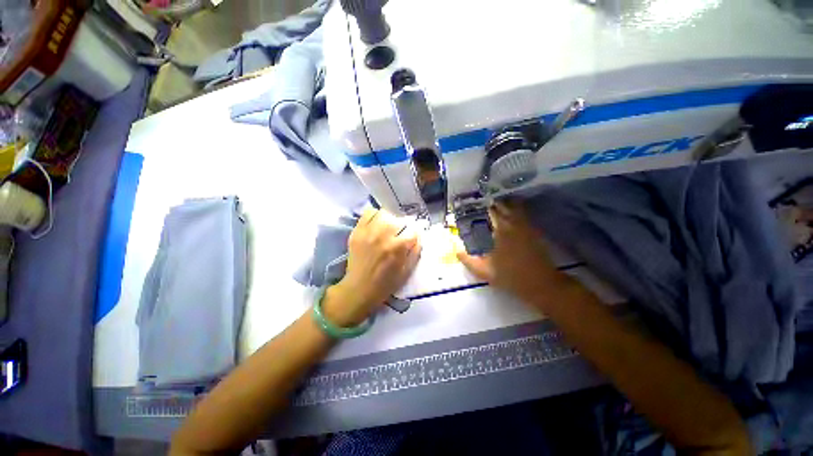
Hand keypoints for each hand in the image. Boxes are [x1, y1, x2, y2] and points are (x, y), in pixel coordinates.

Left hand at [324, 208, 420, 325]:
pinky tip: (376, 224)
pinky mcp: (357, 231)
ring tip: (388, 227)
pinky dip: (374, 215)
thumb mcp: (407, 271)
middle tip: (400, 234)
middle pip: (399, 219)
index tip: (412, 237)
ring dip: (390, 219)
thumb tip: (418, 235)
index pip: (413, 230)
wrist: (359, 289)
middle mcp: (383, 236)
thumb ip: (415, 251)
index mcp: (398, 247)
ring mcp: (368, 232)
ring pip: (384, 213)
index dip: (414, 234)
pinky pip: (368, 213)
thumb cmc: (386, 283)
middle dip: (403, 226)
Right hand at [456, 201, 567, 303]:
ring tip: (500, 206)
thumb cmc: (510, 277)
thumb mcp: (484, 271)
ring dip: (508, 205)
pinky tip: (513, 217)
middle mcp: (514, 225)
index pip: (493, 212)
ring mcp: (527, 228)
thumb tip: (456, 252)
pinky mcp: (535, 233)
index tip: (478, 205)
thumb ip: (468, 261)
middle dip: (496, 204)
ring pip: (517, 209)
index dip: (486, 207)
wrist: (541, 284)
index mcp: (501, 231)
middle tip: (488, 203)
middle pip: (506, 207)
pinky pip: (525, 216)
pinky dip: (519, 212)